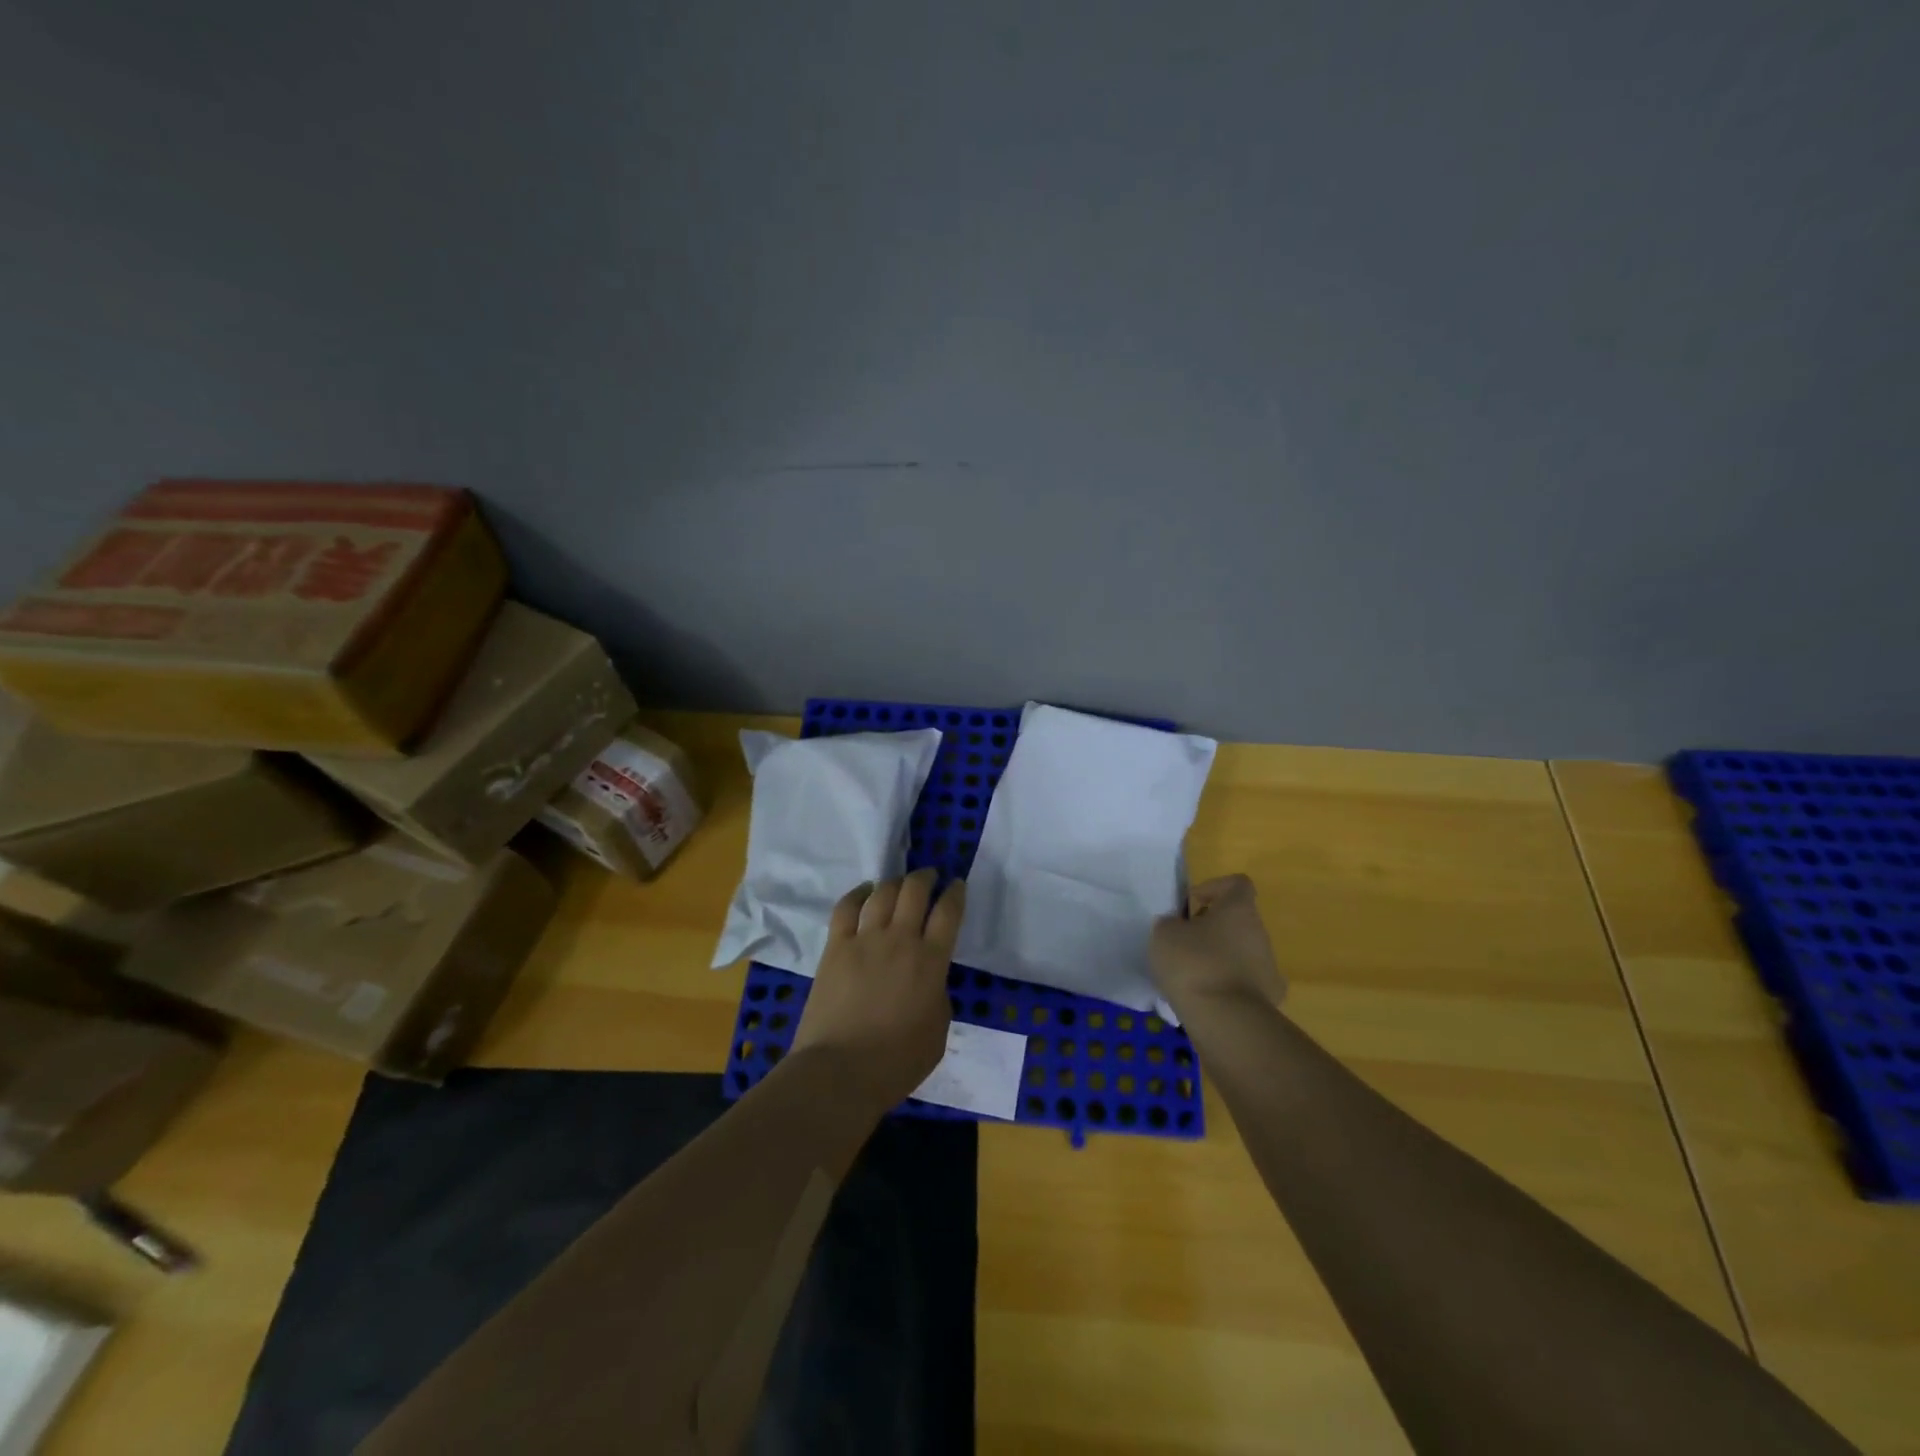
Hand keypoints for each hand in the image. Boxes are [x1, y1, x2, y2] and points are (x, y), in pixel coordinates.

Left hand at [790, 868, 966, 1113]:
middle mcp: (900, 940)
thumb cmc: (897, 1061)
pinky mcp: (835, 947)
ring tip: (900, 882)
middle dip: (926, 877)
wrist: (840, 1071)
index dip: (955, 893)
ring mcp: (864, 940)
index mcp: (931, 961)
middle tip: (930, 876)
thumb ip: (938, 995)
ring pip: (883, 893)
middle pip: (915, 891)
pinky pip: (846, 908)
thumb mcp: (938, 1031)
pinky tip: (864, 891)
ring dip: (895, 882)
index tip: (957, 884)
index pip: (949, 912)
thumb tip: (929, 980)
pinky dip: (857, 894)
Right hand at [1149, 874, 1286, 1015]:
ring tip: (1190, 975)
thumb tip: (1178, 927)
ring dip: (1219, 957)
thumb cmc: (1193, 964)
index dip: (1213, 887)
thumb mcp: (1164, 934)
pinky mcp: (1269, 998)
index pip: (1237, 883)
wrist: (1225, 1020)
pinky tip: (1206, 997)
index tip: (1191, 905)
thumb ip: (1171, 923)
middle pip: (1238, 920)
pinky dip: (1228, 985)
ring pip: (1241, 952)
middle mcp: (1260, 933)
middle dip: (1212, 928)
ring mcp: (1268, 967)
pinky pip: (1245, 982)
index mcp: (1239, 909)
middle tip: (1184, 942)